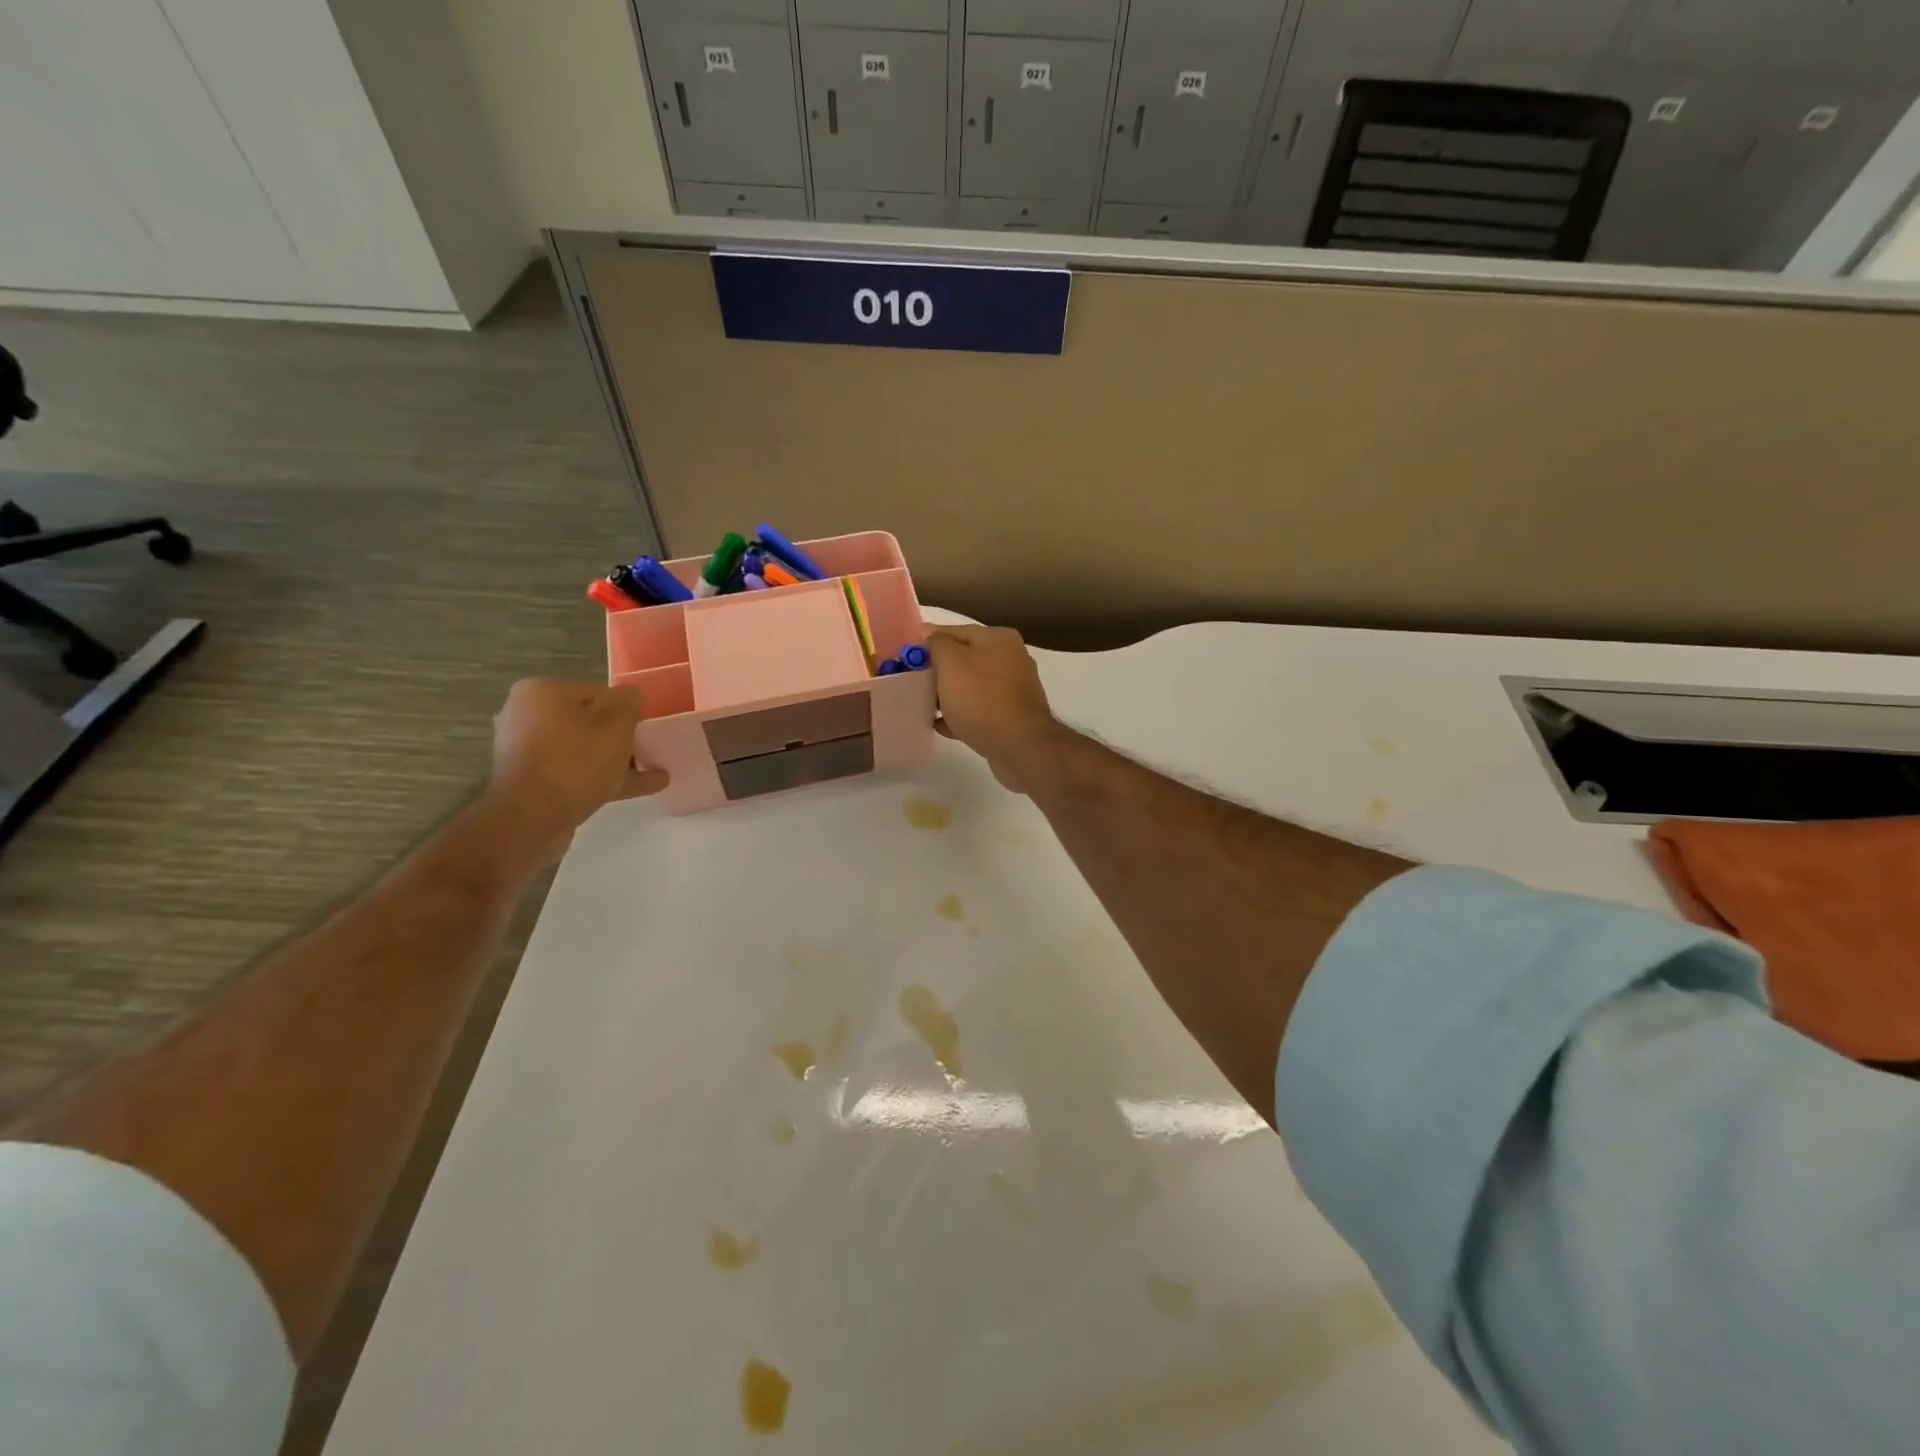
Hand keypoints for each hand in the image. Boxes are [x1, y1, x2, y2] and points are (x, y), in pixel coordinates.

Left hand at [485, 678, 665, 853]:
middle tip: (649, 751)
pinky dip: (603, 777)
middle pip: (589, 722)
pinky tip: (641, 788)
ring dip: (617, 761)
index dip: (627, 711)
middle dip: (622, 739)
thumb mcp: (617, 724)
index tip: (646, 730)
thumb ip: (629, 702)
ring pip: (583, 750)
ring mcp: (526, 751)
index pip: (598, 693)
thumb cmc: (575, 761)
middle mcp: (526, 715)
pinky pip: (574, 772)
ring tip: (655, 775)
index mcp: (542, 691)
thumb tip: (629, 696)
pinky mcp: (530, 781)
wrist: (530, 819)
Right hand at [923, 624, 1063, 792]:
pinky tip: (937, 724)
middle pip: (963, 659)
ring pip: (970, 687)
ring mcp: (1012, 691)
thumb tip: (928, 633)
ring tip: (919, 704)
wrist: (1019, 746)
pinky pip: (977, 711)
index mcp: (998, 639)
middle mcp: (1010, 659)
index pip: (955, 631)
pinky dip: (958, 715)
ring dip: (946, 694)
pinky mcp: (1010, 718)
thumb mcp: (951, 663)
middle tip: (910, 680)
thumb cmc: (982, 698)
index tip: (905, 655)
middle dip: (937, 670)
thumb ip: (936, 644)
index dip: (927, 641)